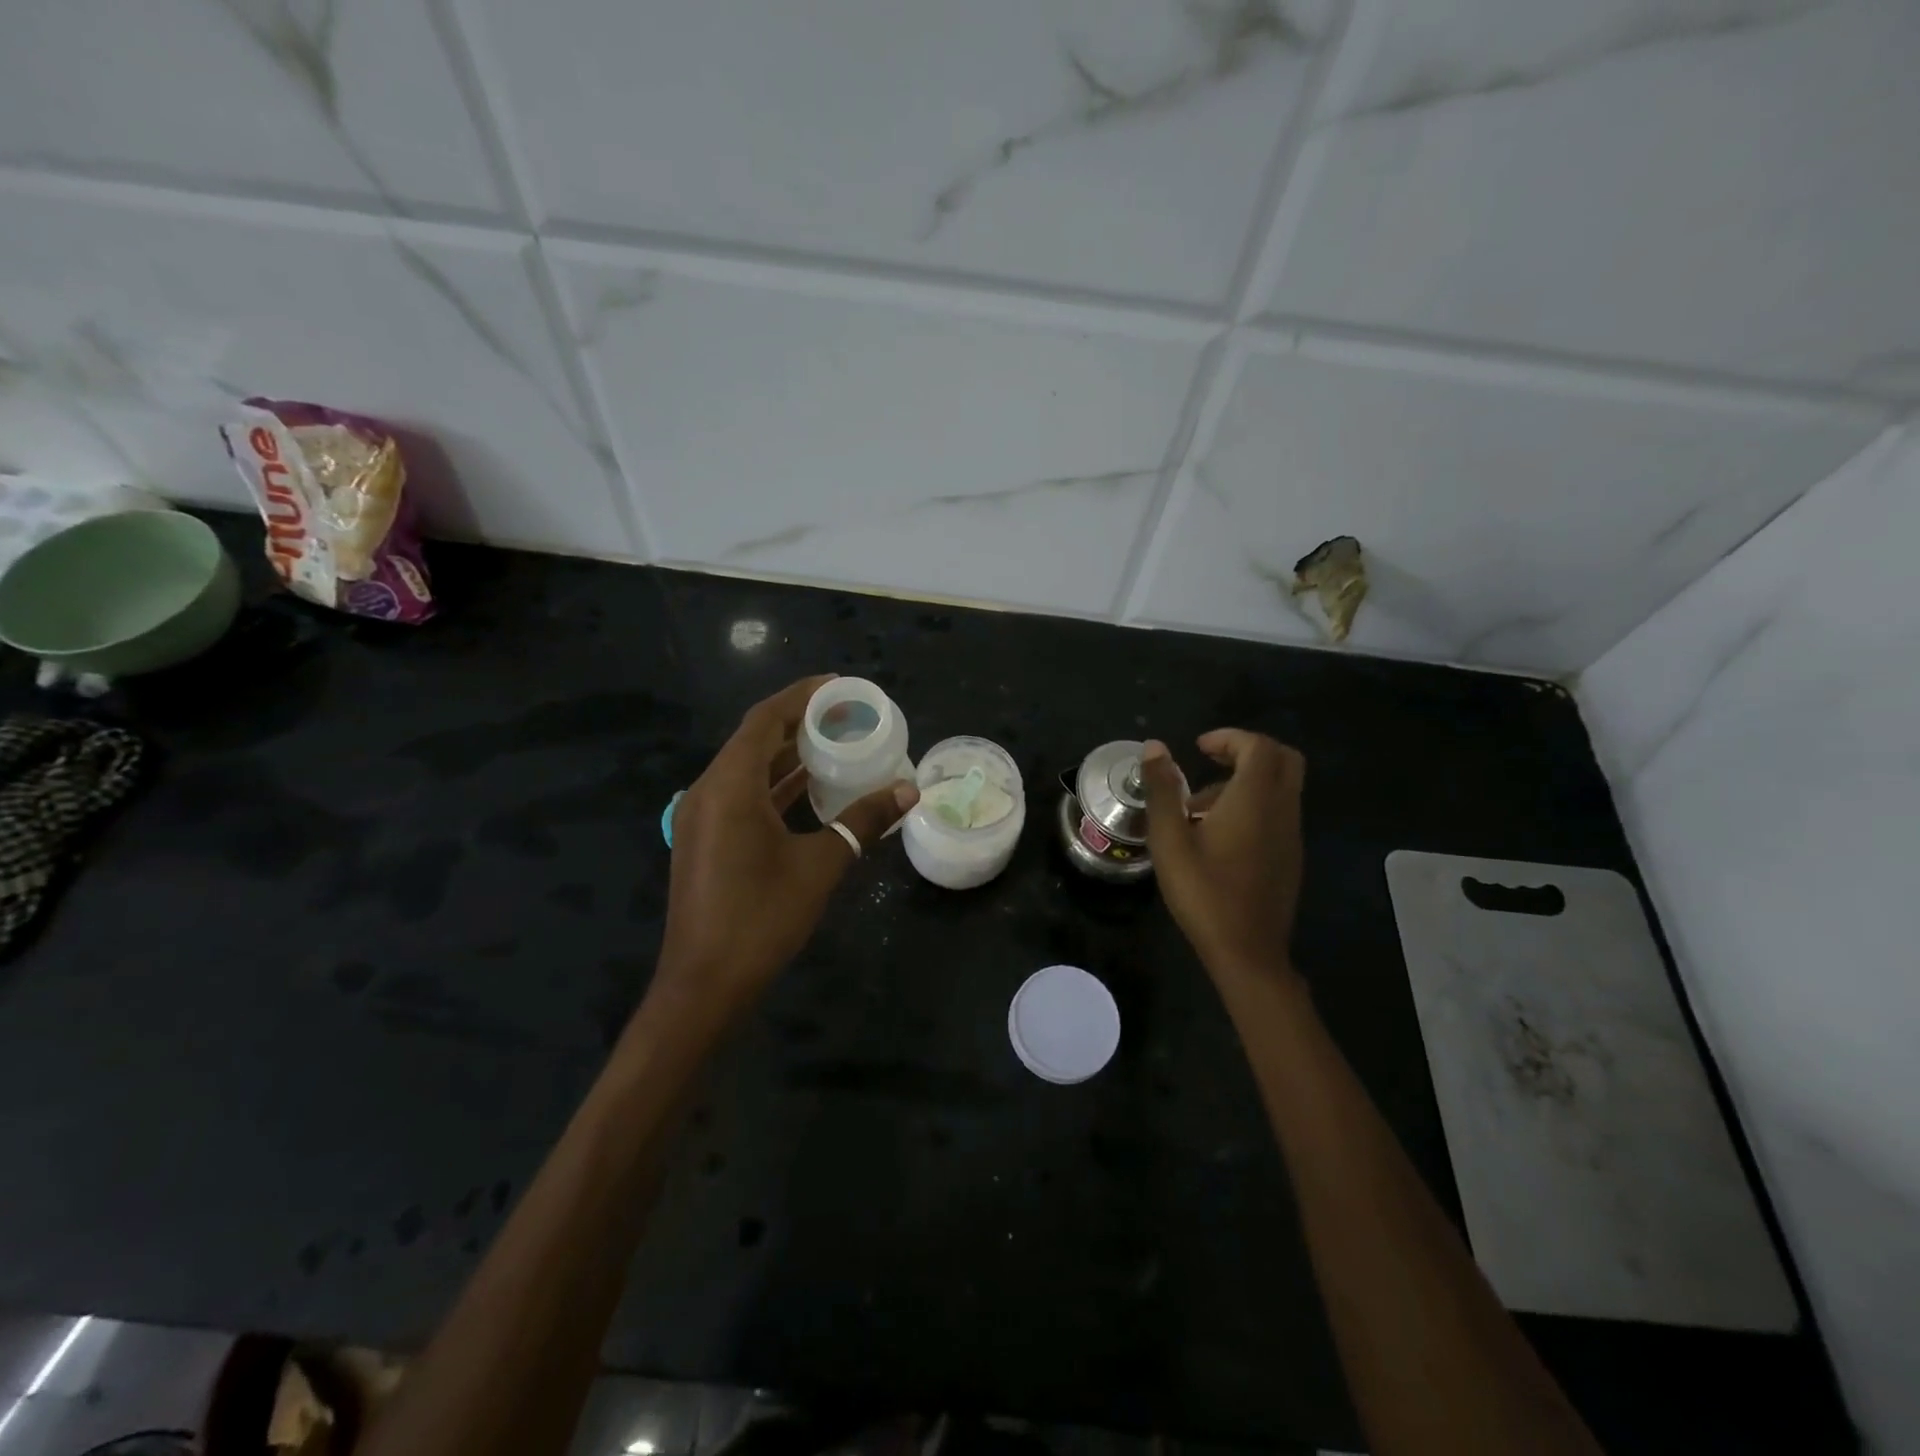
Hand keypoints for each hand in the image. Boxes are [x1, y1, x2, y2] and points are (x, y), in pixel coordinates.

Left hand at [655, 675, 918, 1021]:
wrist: (705, 986)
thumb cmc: (762, 918)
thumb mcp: (820, 865)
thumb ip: (864, 821)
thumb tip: (909, 790)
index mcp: (730, 786)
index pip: (765, 720)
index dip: (802, 696)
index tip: (840, 686)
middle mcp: (708, 791)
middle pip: (755, 740)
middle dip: (800, 723)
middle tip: (847, 715)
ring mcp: (702, 817)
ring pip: (748, 769)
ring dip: (788, 755)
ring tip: (836, 744)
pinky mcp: (705, 840)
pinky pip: (742, 795)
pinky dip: (775, 785)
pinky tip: (810, 790)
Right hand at [1138, 731, 1306, 987]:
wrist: (1247, 952)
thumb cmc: (1203, 892)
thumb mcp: (1169, 840)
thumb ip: (1162, 790)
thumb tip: (1154, 747)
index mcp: (1255, 799)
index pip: (1259, 746)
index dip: (1230, 737)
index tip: (1198, 748)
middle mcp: (1282, 810)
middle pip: (1283, 759)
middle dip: (1247, 751)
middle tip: (1210, 761)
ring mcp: (1291, 835)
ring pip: (1280, 787)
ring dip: (1246, 781)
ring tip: (1198, 807)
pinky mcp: (1290, 856)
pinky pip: (1278, 812)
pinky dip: (1254, 805)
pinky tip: (1218, 836)